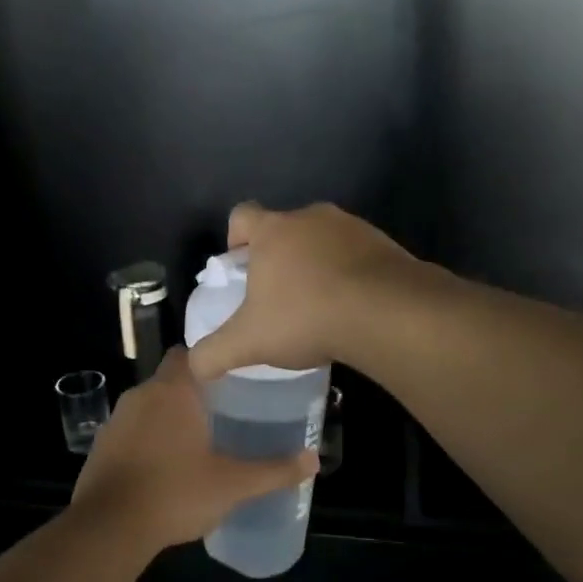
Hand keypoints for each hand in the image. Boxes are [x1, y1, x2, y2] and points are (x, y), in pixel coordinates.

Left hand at [69, 349, 315, 555]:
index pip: (188, 354)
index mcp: (173, 390)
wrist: (108, 527)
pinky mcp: (101, 446)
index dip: (208, 361)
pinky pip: (131, 430)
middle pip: (170, 379)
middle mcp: (141, 395)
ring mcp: (116, 420)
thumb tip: (313, 459)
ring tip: (197, 439)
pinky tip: (164, 465)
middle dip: (193, 391)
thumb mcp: (232, 484)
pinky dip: (146, 439)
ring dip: (168, 416)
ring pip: (149, 405)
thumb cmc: (175, 492)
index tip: (231, 377)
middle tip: (223, 411)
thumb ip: (273, 470)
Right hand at [186, 203, 416, 380]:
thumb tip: (195, 366)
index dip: (235, 239)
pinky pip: (357, 254)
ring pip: (322, 240)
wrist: (387, 312)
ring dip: (316, 264)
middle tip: (278, 297)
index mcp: (273, 230)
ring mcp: (351, 227)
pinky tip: (353, 308)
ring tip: (319, 306)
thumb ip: (214, 353)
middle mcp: (310, 217)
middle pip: (284, 228)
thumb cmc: (306, 317)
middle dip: (278, 257)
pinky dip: (350, 274)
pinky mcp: (385, 243)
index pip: (242, 215)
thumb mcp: (249, 342)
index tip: (241, 269)